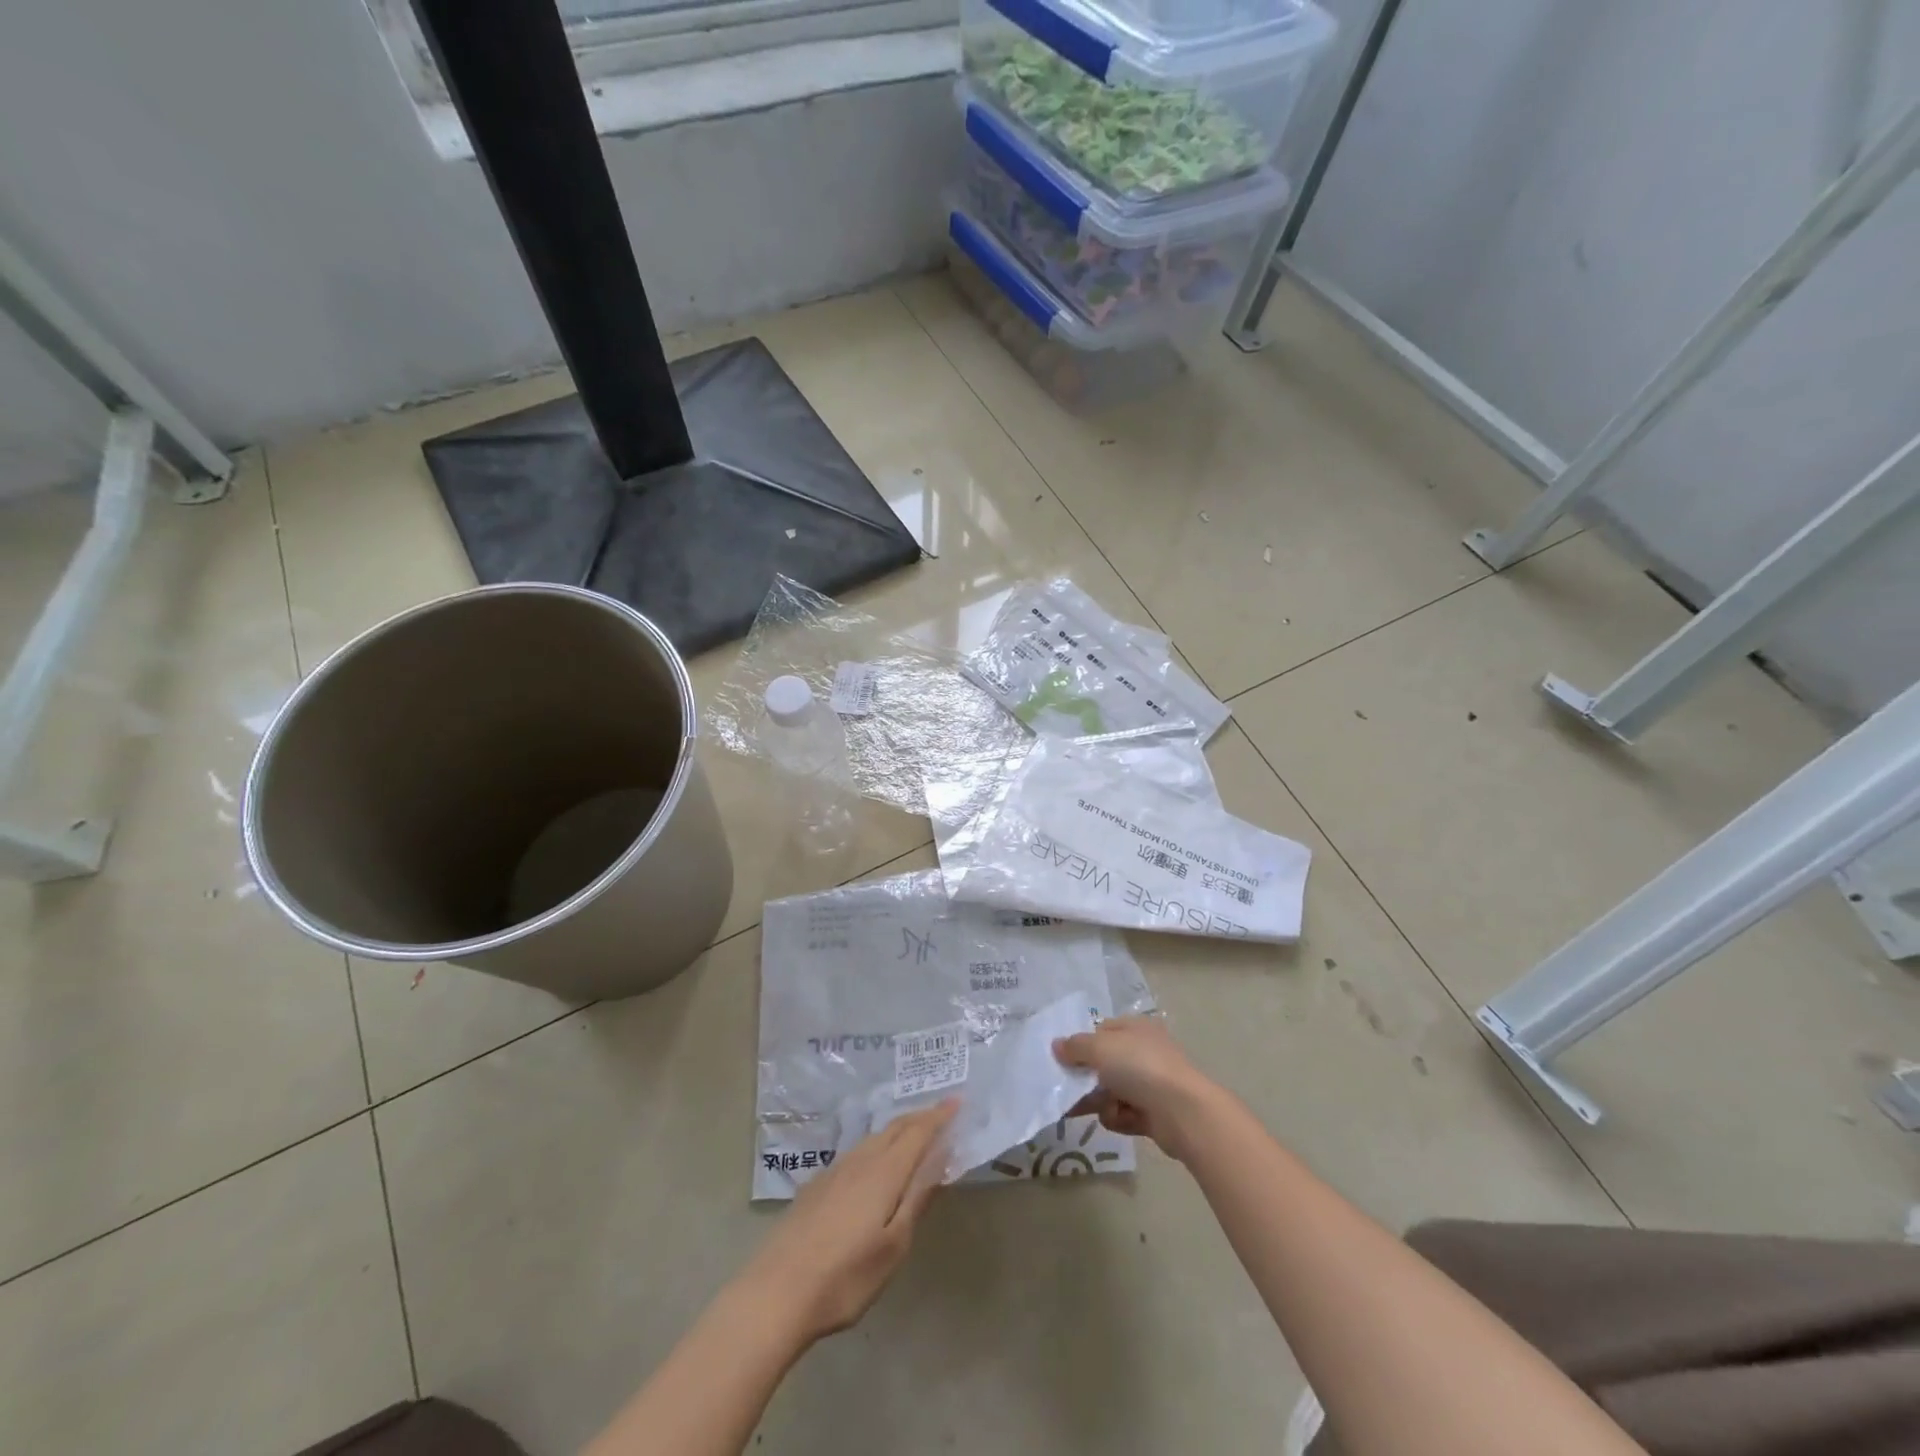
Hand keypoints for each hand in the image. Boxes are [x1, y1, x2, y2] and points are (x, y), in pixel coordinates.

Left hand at [744, 1100, 957, 1344]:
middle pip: (895, 1128)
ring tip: (914, 1134)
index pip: (917, 1132)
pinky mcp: (816, 1186)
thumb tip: (941, 1158)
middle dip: (920, 1118)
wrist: (775, 1294)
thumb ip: (917, 1198)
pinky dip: (877, 1146)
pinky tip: (874, 1163)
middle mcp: (860, 1160)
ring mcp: (834, 1171)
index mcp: (883, 1172)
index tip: (958, 1100)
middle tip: (941, 1114)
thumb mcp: (893, 1246)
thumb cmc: (845, 1277)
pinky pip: (857, 1152)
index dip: (939, 1115)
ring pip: (874, 1138)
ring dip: (898, 1130)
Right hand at [1054, 1016, 1219, 1160]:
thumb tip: (1057, 1045)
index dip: (1081, 1043)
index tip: (1061, 1058)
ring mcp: (1151, 1084)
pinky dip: (1117, 1118)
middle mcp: (1144, 1053)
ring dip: (1099, 1101)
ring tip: (1088, 1109)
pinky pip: (1125, 1114)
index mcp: (1135, 1028)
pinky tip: (1116, 1119)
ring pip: (1112, 1091)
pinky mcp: (1155, 1113)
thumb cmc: (1140, 1067)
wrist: (1183, 1112)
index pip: (1102, 1030)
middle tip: (1065, 1090)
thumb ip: (1075, 1046)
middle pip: (1105, 1063)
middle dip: (1086, 1078)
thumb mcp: (1100, 1048)